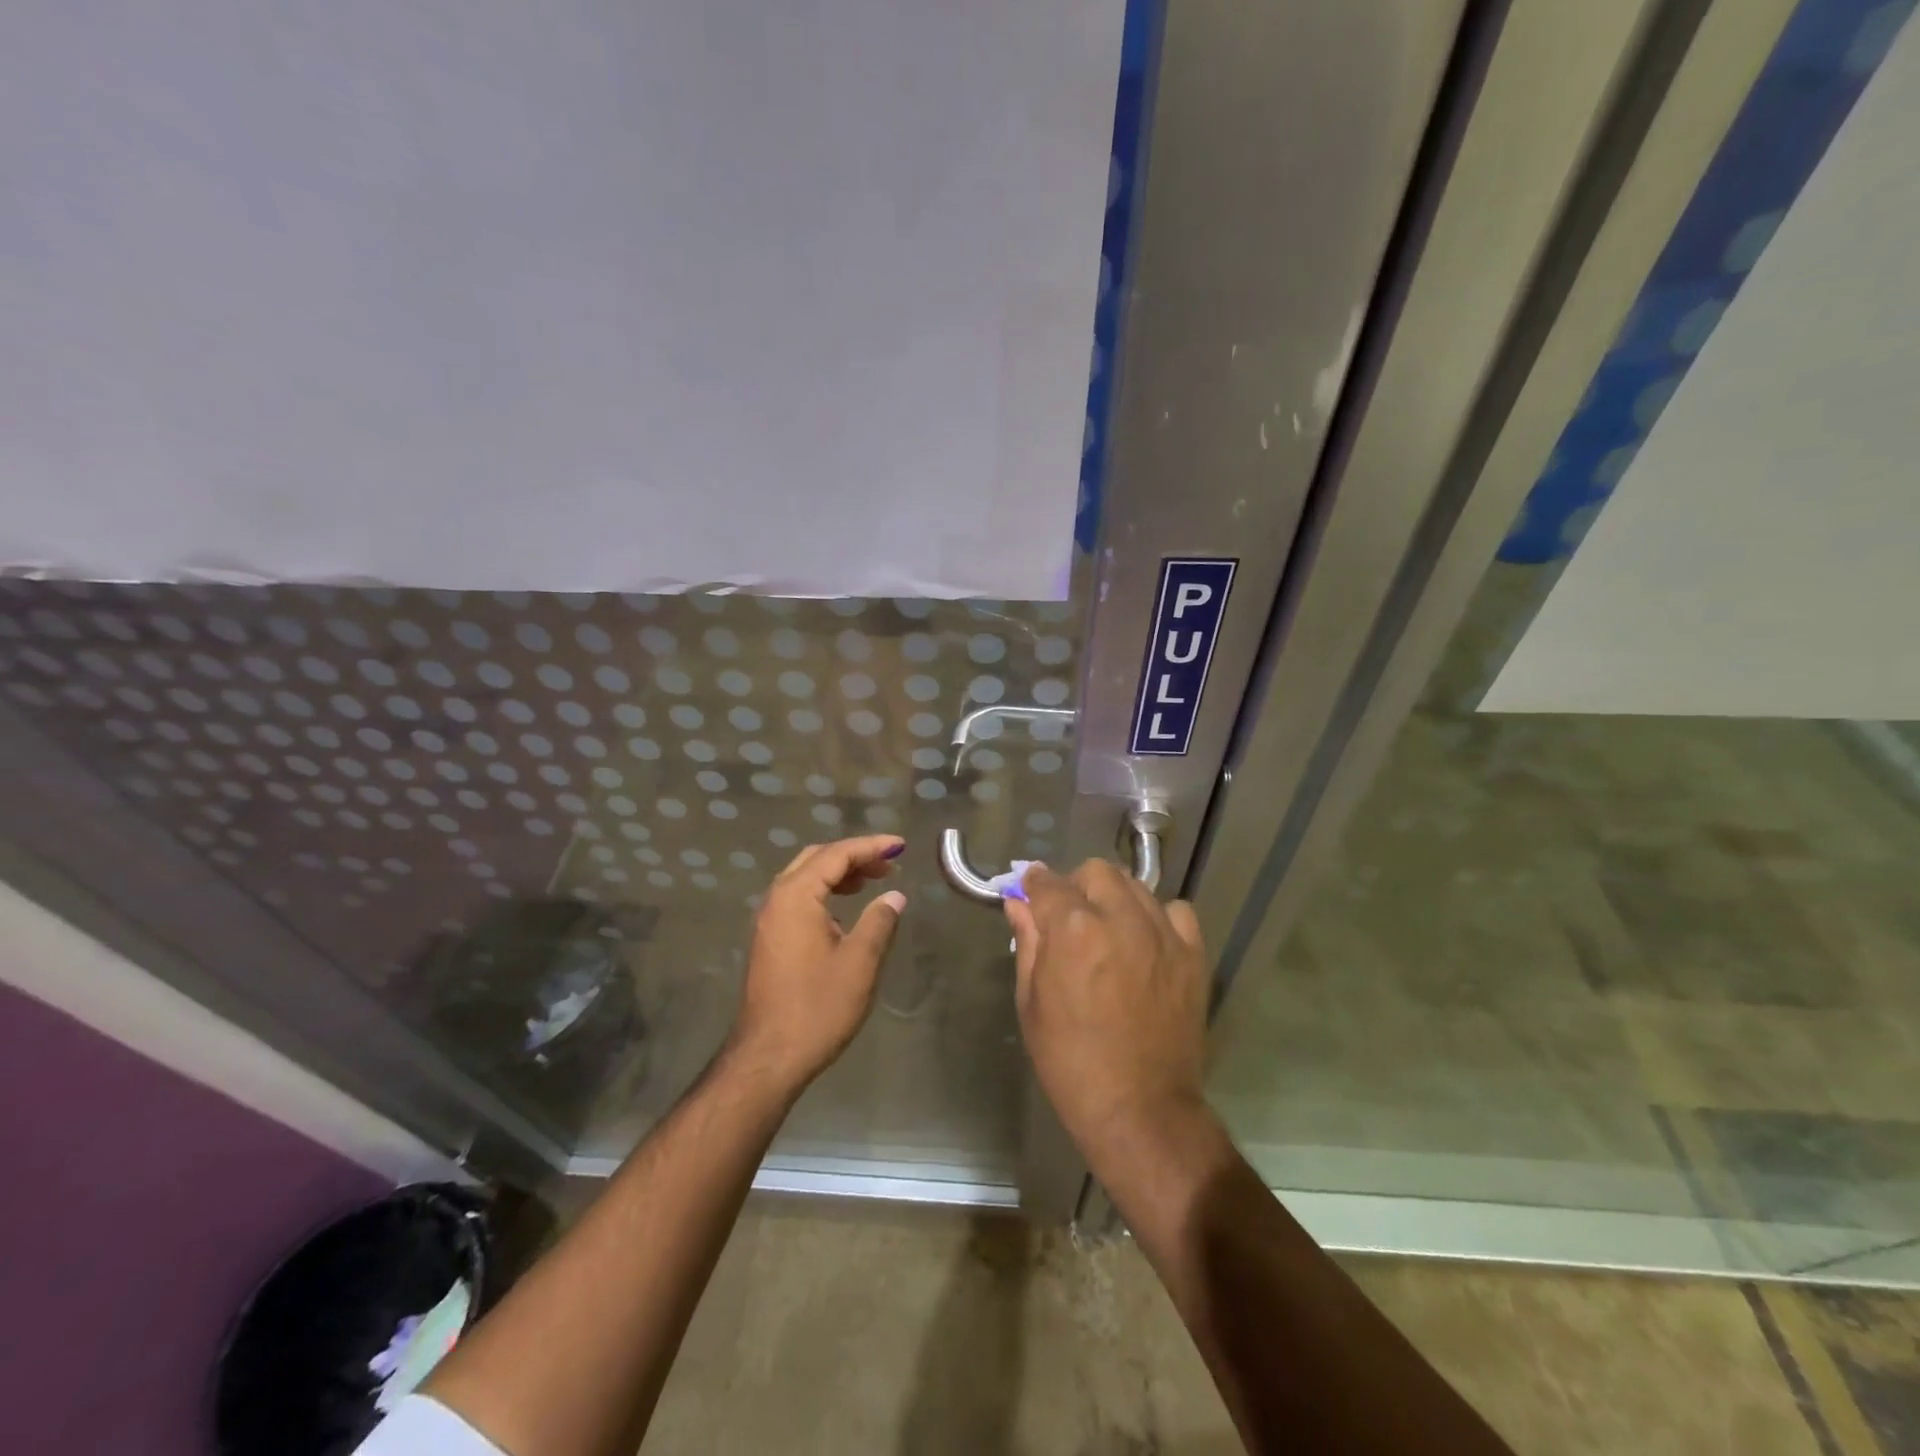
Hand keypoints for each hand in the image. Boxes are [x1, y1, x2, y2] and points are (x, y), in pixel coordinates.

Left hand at [727, 835, 906, 1090]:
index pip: (836, 855)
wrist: (769, 1057)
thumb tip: (894, 896)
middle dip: (854, 855)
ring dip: (839, 873)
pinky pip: (798, 898)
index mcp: (796, 896)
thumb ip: (879, 921)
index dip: (870, 846)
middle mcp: (776, 900)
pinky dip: (825, 892)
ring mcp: (768, 920)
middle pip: (816, 859)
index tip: (900, 845)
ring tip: (873, 881)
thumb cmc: (818, 1007)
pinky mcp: (769, 940)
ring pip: (805, 878)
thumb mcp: (860, 962)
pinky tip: (846, 910)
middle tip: (888, 864)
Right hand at [1003, 860, 1209, 1162]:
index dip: (1033, 884)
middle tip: (1069, 917)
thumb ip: (1027, 943)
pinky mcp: (1193, 954)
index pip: (1047, 883)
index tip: (1029, 891)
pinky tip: (1147, 942)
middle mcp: (1120, 918)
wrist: (1139, 1109)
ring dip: (1114, 898)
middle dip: (1076, 886)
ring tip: (1109, 929)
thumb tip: (1018, 903)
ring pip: (1135, 886)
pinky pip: (1176, 911)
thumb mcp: (1032, 1003)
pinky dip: (1158, 918)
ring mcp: (1162, 934)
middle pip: (1096, 872)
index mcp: (1073, 929)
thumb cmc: (1070, 1061)